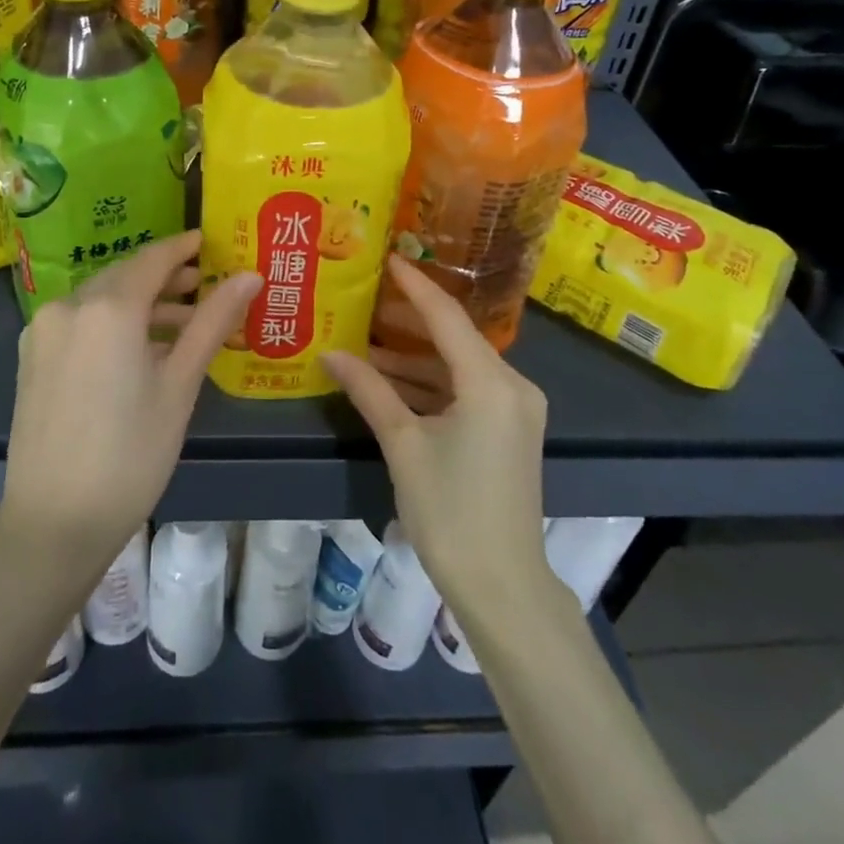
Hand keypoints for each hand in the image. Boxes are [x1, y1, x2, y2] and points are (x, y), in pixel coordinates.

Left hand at [0, 231, 259, 575]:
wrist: (53, 522)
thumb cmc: (131, 453)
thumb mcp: (180, 385)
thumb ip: (212, 322)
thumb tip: (250, 276)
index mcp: (107, 308)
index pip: (153, 259)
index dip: (183, 248)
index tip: (210, 242)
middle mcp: (68, 306)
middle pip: (125, 275)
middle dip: (166, 278)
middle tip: (206, 286)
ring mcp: (43, 331)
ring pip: (101, 299)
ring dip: (141, 304)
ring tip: (183, 325)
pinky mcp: (31, 356)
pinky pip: (80, 322)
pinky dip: (113, 323)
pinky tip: (141, 349)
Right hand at [324, 255, 549, 606]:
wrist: (502, 586)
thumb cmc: (450, 512)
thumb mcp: (404, 445)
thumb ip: (369, 391)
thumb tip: (330, 353)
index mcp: (491, 383)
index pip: (446, 317)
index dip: (415, 285)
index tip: (388, 257)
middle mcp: (512, 385)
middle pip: (455, 337)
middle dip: (409, 319)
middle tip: (365, 300)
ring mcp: (514, 409)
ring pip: (458, 366)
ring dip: (414, 357)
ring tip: (366, 341)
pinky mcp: (508, 429)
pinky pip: (466, 390)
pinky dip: (430, 384)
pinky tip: (390, 380)